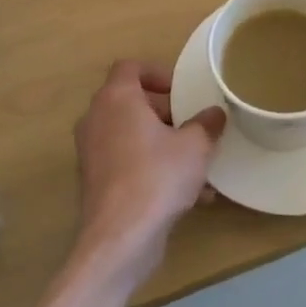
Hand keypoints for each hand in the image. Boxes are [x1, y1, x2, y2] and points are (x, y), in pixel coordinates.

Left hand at [72, 61, 225, 286]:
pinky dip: (152, 167)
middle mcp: (97, 120)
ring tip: (196, 162)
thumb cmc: (157, 177)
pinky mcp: (96, 182)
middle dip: (164, 111)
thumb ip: (206, 124)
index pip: (130, 67)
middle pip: (130, 101)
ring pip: (131, 135)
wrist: (120, 239)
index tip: (181, 90)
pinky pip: (127, 162)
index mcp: (116, 99)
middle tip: (191, 124)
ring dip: (161, 142)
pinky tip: (190, 194)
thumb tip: (214, 114)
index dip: (157, 73)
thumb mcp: (195, 146)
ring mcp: (92, 152)